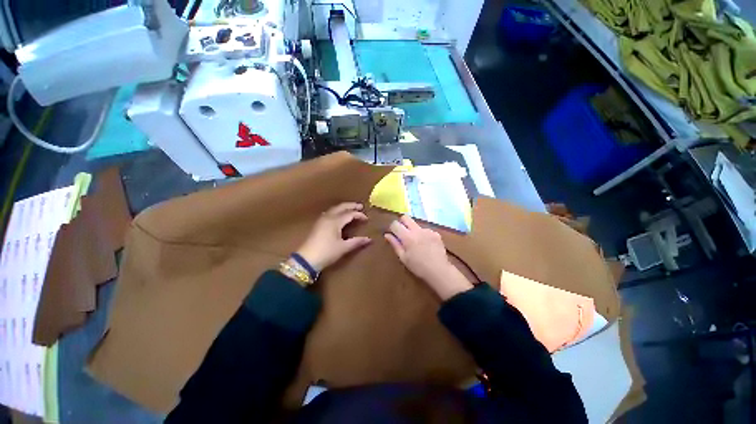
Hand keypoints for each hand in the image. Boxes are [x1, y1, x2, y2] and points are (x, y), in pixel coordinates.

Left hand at [296, 203, 371, 271]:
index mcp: (335, 221)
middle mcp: (328, 217)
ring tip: (351, 209)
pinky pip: (329, 213)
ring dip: (343, 207)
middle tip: (360, 206)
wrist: (307, 259)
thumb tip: (369, 239)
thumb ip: (357, 242)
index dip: (359, 215)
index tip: (367, 219)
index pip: (350, 214)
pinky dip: (337, 211)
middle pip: (341, 207)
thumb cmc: (327, 252)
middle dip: (351, 206)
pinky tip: (338, 215)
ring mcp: (322, 220)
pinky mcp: (318, 224)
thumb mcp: (343, 247)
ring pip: (334, 209)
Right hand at [385, 215, 471, 300]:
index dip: (392, 228)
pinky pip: (425, 230)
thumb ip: (395, 244)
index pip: (395, 224)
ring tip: (417, 243)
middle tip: (402, 233)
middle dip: (401, 222)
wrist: (439, 270)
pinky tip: (426, 245)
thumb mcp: (403, 257)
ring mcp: (427, 230)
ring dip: (413, 230)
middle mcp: (417, 230)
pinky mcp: (435, 233)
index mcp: (407, 237)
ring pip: (416, 224)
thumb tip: (387, 235)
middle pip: (405, 217)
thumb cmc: (418, 267)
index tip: (393, 234)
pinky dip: (423, 235)